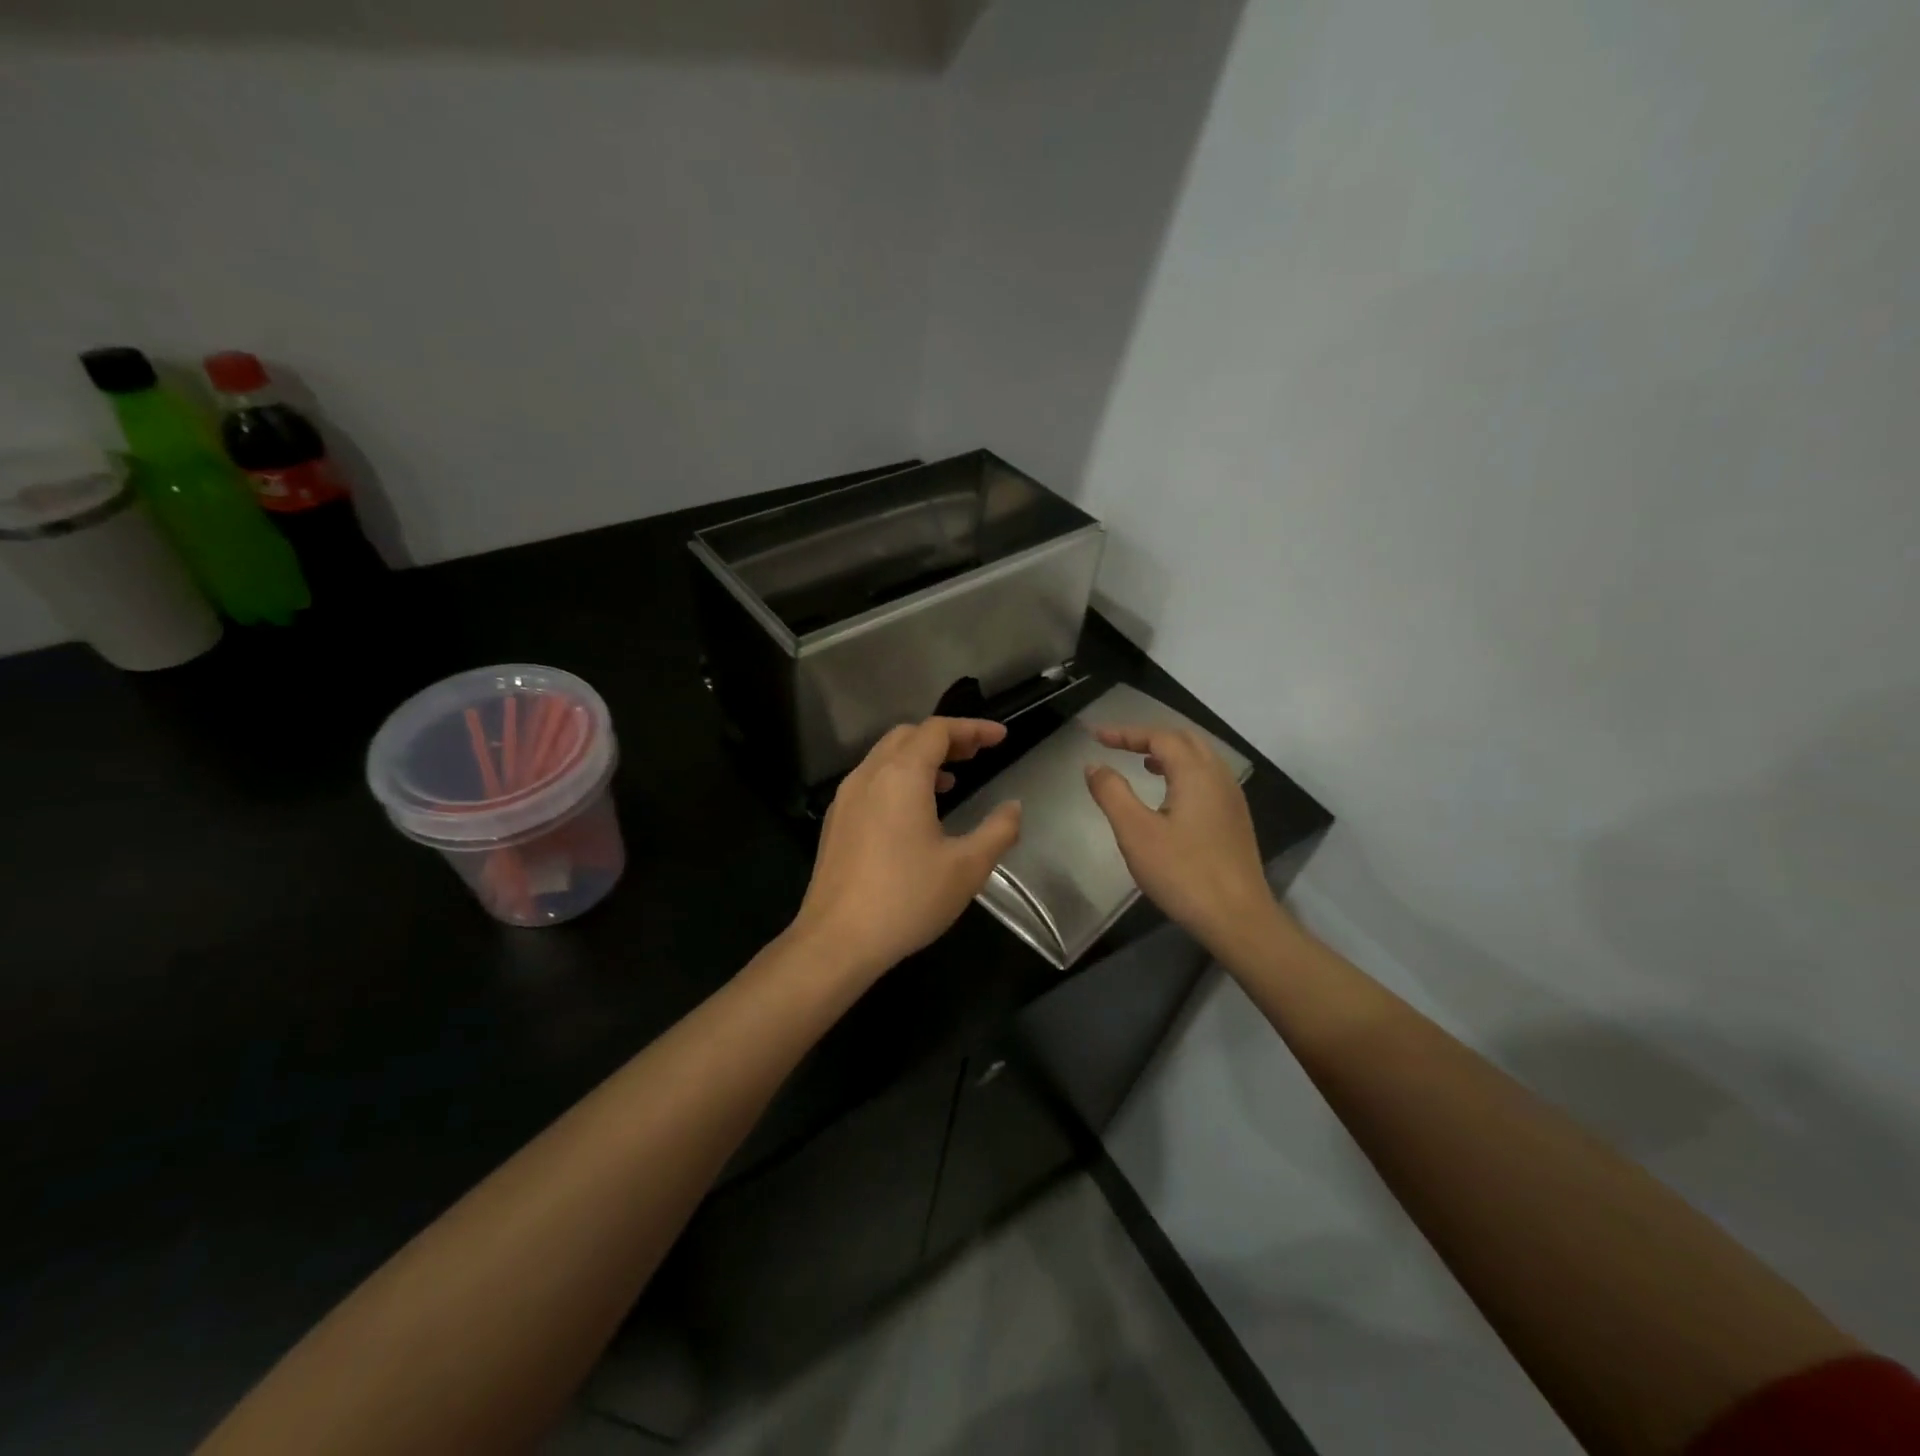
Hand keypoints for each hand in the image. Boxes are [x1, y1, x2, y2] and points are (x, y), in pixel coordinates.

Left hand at [791, 718, 1022, 981]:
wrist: (837, 941)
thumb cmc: (907, 899)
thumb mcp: (967, 868)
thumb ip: (998, 831)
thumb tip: (1014, 808)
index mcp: (901, 776)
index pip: (938, 730)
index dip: (972, 728)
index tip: (1000, 737)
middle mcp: (869, 776)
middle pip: (908, 736)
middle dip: (945, 738)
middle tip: (976, 754)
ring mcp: (846, 798)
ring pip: (885, 757)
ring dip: (920, 758)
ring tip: (951, 779)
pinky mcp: (836, 822)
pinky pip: (871, 781)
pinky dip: (898, 778)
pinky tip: (915, 812)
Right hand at [1084, 724, 1282, 957]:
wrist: (1237, 918)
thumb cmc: (1183, 872)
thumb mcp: (1136, 832)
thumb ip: (1112, 793)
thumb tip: (1095, 765)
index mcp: (1196, 773)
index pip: (1160, 737)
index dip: (1126, 733)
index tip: (1096, 737)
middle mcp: (1219, 777)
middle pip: (1184, 740)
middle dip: (1149, 737)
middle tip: (1118, 745)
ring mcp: (1232, 799)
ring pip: (1200, 759)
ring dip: (1168, 754)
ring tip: (1141, 763)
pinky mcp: (1235, 820)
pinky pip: (1207, 779)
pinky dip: (1183, 772)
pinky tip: (1169, 796)